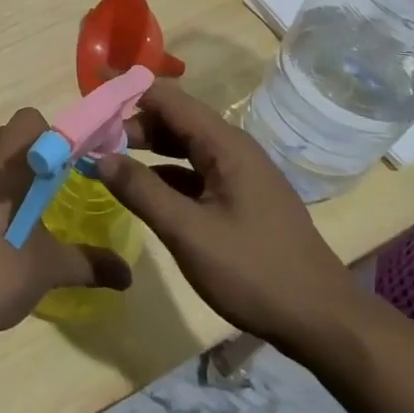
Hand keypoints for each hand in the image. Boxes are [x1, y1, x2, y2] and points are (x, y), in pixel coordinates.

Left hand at [0, 108, 133, 340]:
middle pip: (0, 138)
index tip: (59, 175)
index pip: (28, 121)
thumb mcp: (47, 269)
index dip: (48, 141)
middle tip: (37, 200)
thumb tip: (127, 276)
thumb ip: (88, 263)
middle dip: (21, 160)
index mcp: (1, 164)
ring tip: (3, 222)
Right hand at [94, 79, 364, 359]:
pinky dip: (164, 173)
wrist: (322, 320)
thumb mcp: (188, 232)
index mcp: (224, 145)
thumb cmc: (254, 271)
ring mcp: (239, 174)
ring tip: (107, 161)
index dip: (127, 92)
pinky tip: (143, 190)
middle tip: (91, 140)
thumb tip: (99, 157)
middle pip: (174, 119)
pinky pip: (194, 171)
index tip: (90, 94)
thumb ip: (141, 191)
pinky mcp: (241, 198)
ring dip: (146, 149)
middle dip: (131, 124)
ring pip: (183, 145)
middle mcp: (232, 148)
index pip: (167, 98)